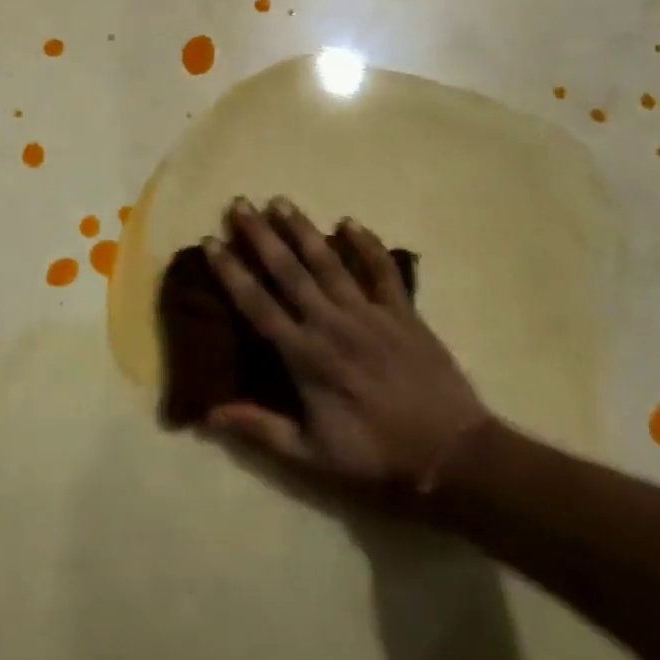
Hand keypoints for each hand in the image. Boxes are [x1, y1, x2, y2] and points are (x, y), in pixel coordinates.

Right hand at [202, 197, 494, 491]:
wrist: (452, 455)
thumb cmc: (376, 457)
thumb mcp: (311, 456)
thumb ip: (260, 429)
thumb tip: (208, 413)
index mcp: (305, 356)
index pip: (258, 305)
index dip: (231, 272)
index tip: (211, 241)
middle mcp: (332, 323)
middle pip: (289, 271)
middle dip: (261, 235)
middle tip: (240, 203)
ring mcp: (369, 313)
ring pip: (329, 262)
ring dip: (303, 229)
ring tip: (280, 201)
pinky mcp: (402, 312)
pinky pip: (382, 270)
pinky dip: (367, 244)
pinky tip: (350, 221)